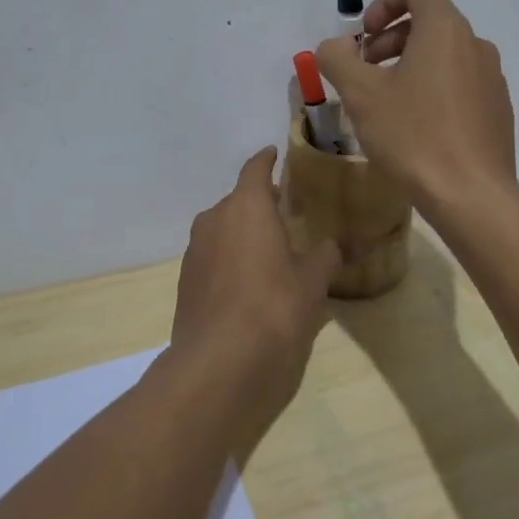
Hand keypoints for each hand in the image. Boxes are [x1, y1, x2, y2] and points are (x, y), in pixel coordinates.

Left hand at [169, 148, 339, 432]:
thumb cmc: (274, 309)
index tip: (275, 154)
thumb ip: (324, 257)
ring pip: (222, 230)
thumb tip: (333, 246)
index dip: (266, 160)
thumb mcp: (312, 283)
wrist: (219, 364)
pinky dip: (229, 260)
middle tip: (284, 213)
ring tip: (268, 250)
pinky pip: (212, 258)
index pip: (255, 169)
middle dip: (259, 204)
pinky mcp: (185, 282)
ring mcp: (194, 251)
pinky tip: (247, 284)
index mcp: (246, 206)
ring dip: (242, 234)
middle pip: (238, 201)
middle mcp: (214, 219)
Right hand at [315, 0, 517, 211]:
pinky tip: (416, 126)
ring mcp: (492, 77)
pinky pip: (461, 81)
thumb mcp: (360, 95)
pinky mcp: (498, 108)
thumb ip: (338, 59)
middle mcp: (475, 44)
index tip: (365, 37)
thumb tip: (334, 46)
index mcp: (445, 29)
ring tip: (386, 101)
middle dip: (391, 38)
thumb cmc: (413, 136)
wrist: (471, 195)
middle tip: (365, 71)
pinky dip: (434, 87)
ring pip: (445, 53)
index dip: (385, 2)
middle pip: (430, 19)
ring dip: (410, 63)